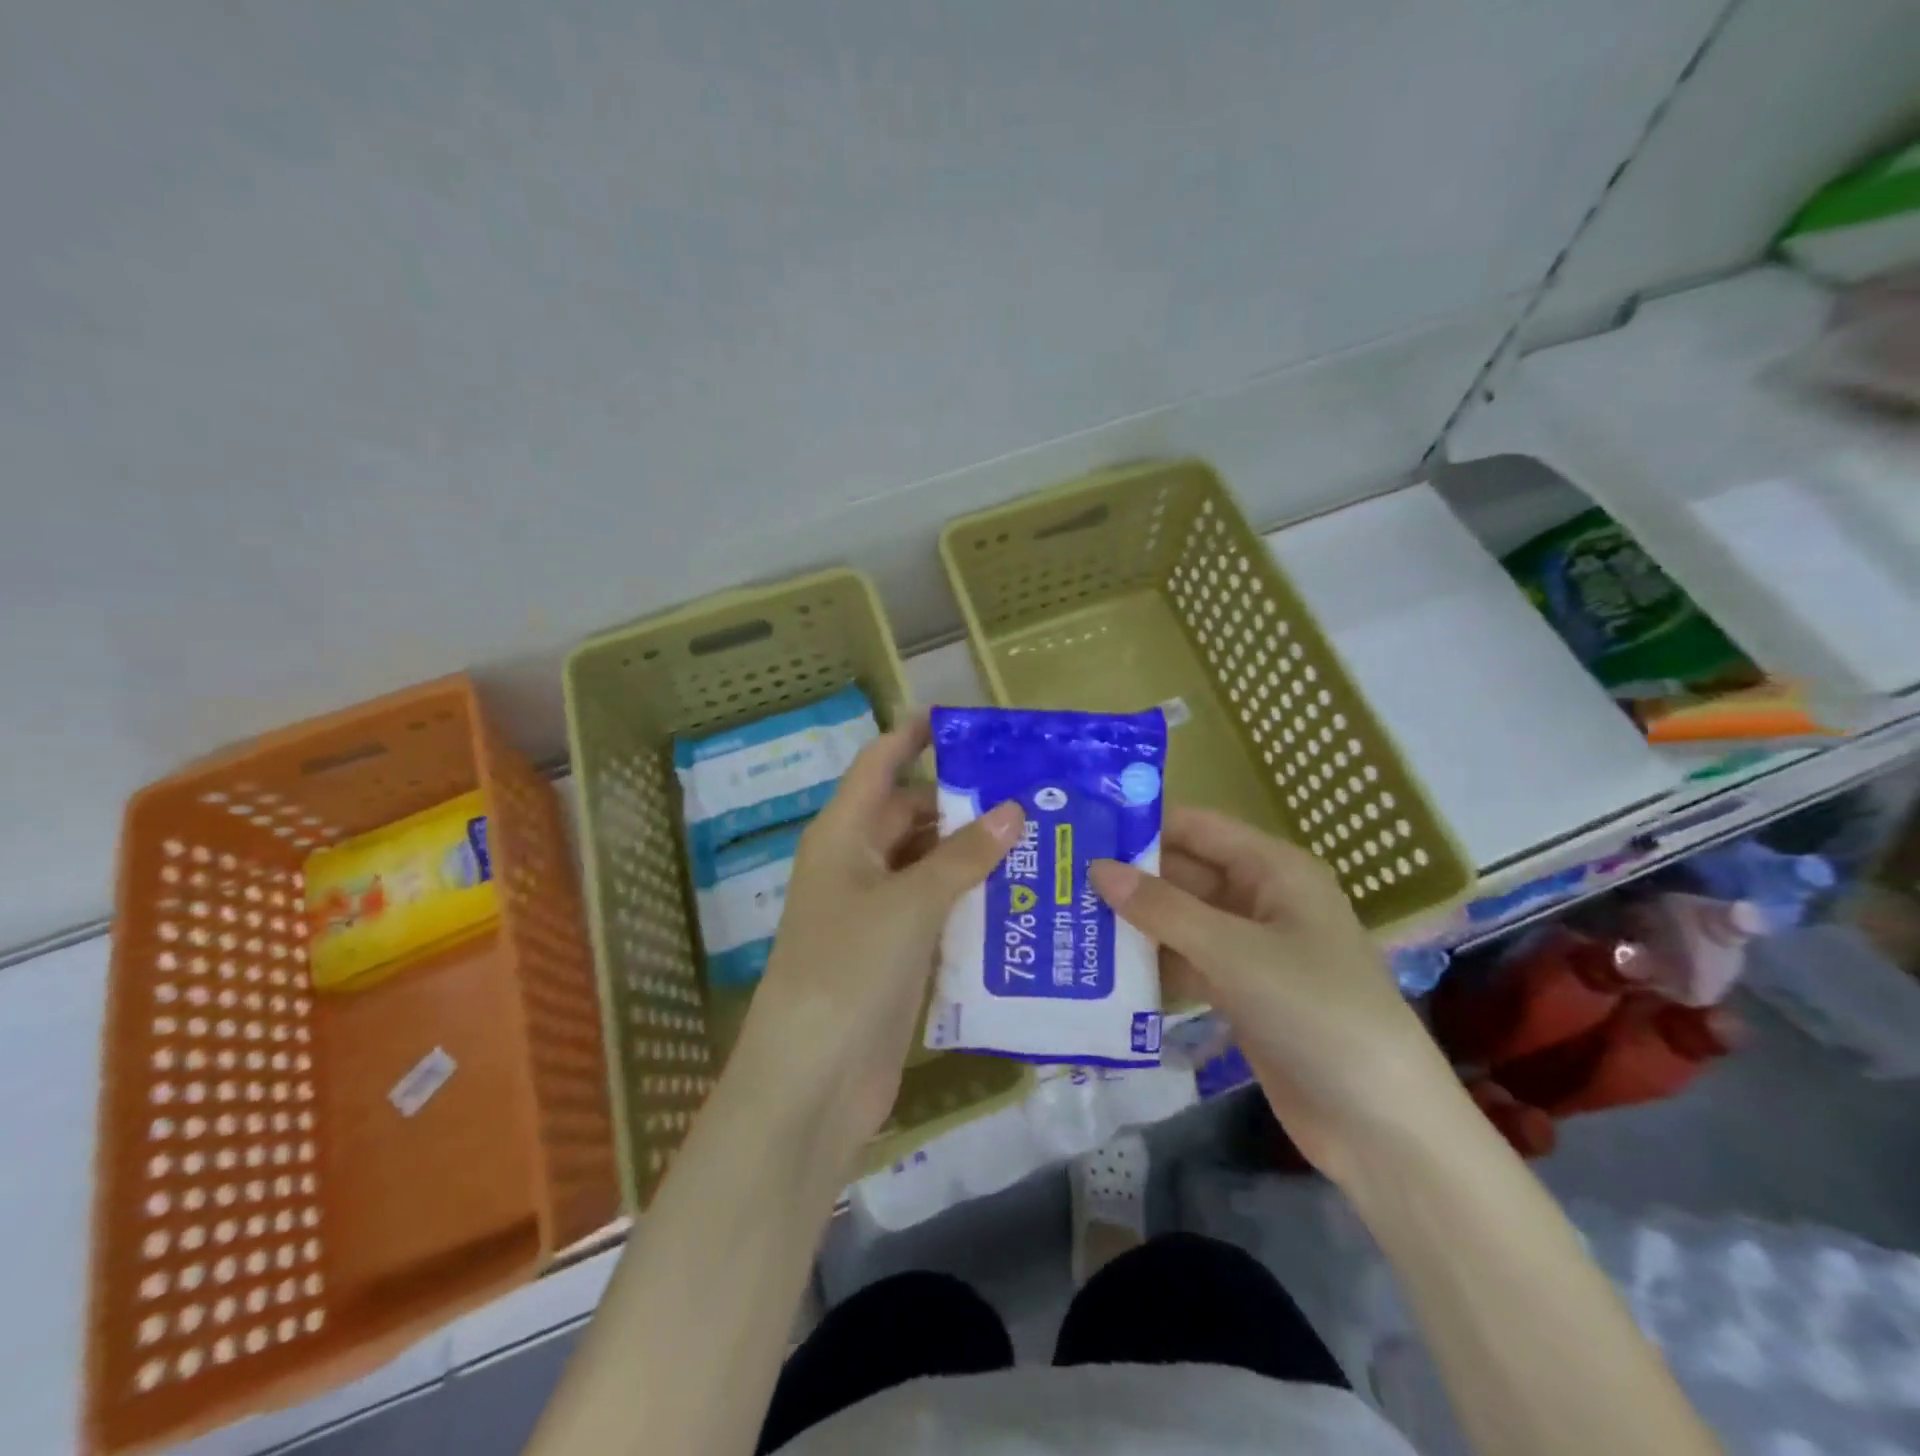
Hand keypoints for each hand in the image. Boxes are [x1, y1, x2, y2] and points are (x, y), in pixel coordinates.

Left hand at [729, 713, 1024, 1179]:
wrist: (812, 1081)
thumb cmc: (848, 971)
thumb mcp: (907, 904)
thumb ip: (961, 857)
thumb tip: (1011, 811)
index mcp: (843, 835)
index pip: (879, 765)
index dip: (913, 736)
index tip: (962, 719)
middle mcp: (857, 864)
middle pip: (912, 814)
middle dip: (963, 802)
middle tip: (1031, 793)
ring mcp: (875, 911)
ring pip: (929, 863)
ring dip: (973, 853)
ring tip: (1039, 838)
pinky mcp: (895, 953)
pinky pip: (937, 909)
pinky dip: (970, 899)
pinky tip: (1019, 897)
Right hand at [1091, 807, 1456, 1183]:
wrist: (1380, 1125)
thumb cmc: (1316, 1012)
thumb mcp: (1234, 952)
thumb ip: (1162, 909)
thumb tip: (1097, 868)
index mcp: (1273, 869)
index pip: (1196, 828)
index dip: (1142, 824)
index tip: (1081, 829)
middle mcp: (1261, 899)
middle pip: (1183, 874)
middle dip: (1128, 878)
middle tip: (1059, 878)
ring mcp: (1250, 949)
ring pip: (1179, 922)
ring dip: (1132, 924)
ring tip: (1064, 920)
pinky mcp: (1240, 993)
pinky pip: (1186, 963)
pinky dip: (1150, 965)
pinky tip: (1099, 970)